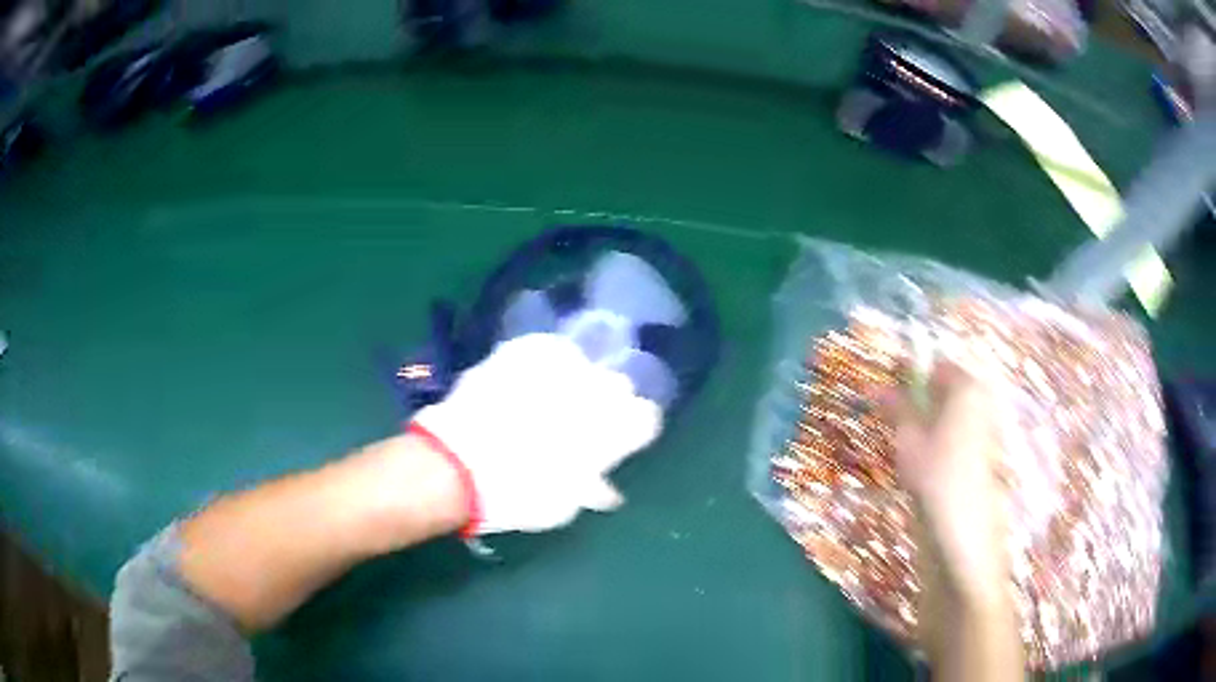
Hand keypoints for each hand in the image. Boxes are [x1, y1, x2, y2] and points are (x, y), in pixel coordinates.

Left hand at [412, 333, 662, 535]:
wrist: (456, 466)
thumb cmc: (517, 495)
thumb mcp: (561, 507)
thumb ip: (589, 489)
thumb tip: (605, 490)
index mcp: (609, 432)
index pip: (646, 418)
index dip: (633, 429)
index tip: (617, 440)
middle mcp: (593, 393)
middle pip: (619, 386)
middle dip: (606, 402)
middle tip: (581, 423)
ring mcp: (557, 366)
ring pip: (584, 363)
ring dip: (575, 380)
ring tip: (549, 399)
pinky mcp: (523, 351)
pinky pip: (548, 348)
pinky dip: (545, 361)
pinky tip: (529, 377)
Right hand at [883, 361, 1008, 599]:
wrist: (965, 528)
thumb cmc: (935, 475)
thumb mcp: (909, 439)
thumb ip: (897, 408)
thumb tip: (876, 384)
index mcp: (966, 387)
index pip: (935, 367)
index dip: (911, 380)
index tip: (891, 402)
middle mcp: (981, 400)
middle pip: (945, 391)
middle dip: (921, 405)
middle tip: (900, 432)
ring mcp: (987, 426)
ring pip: (951, 415)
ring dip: (929, 427)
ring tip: (913, 455)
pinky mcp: (987, 451)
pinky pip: (959, 435)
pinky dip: (942, 444)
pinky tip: (930, 470)